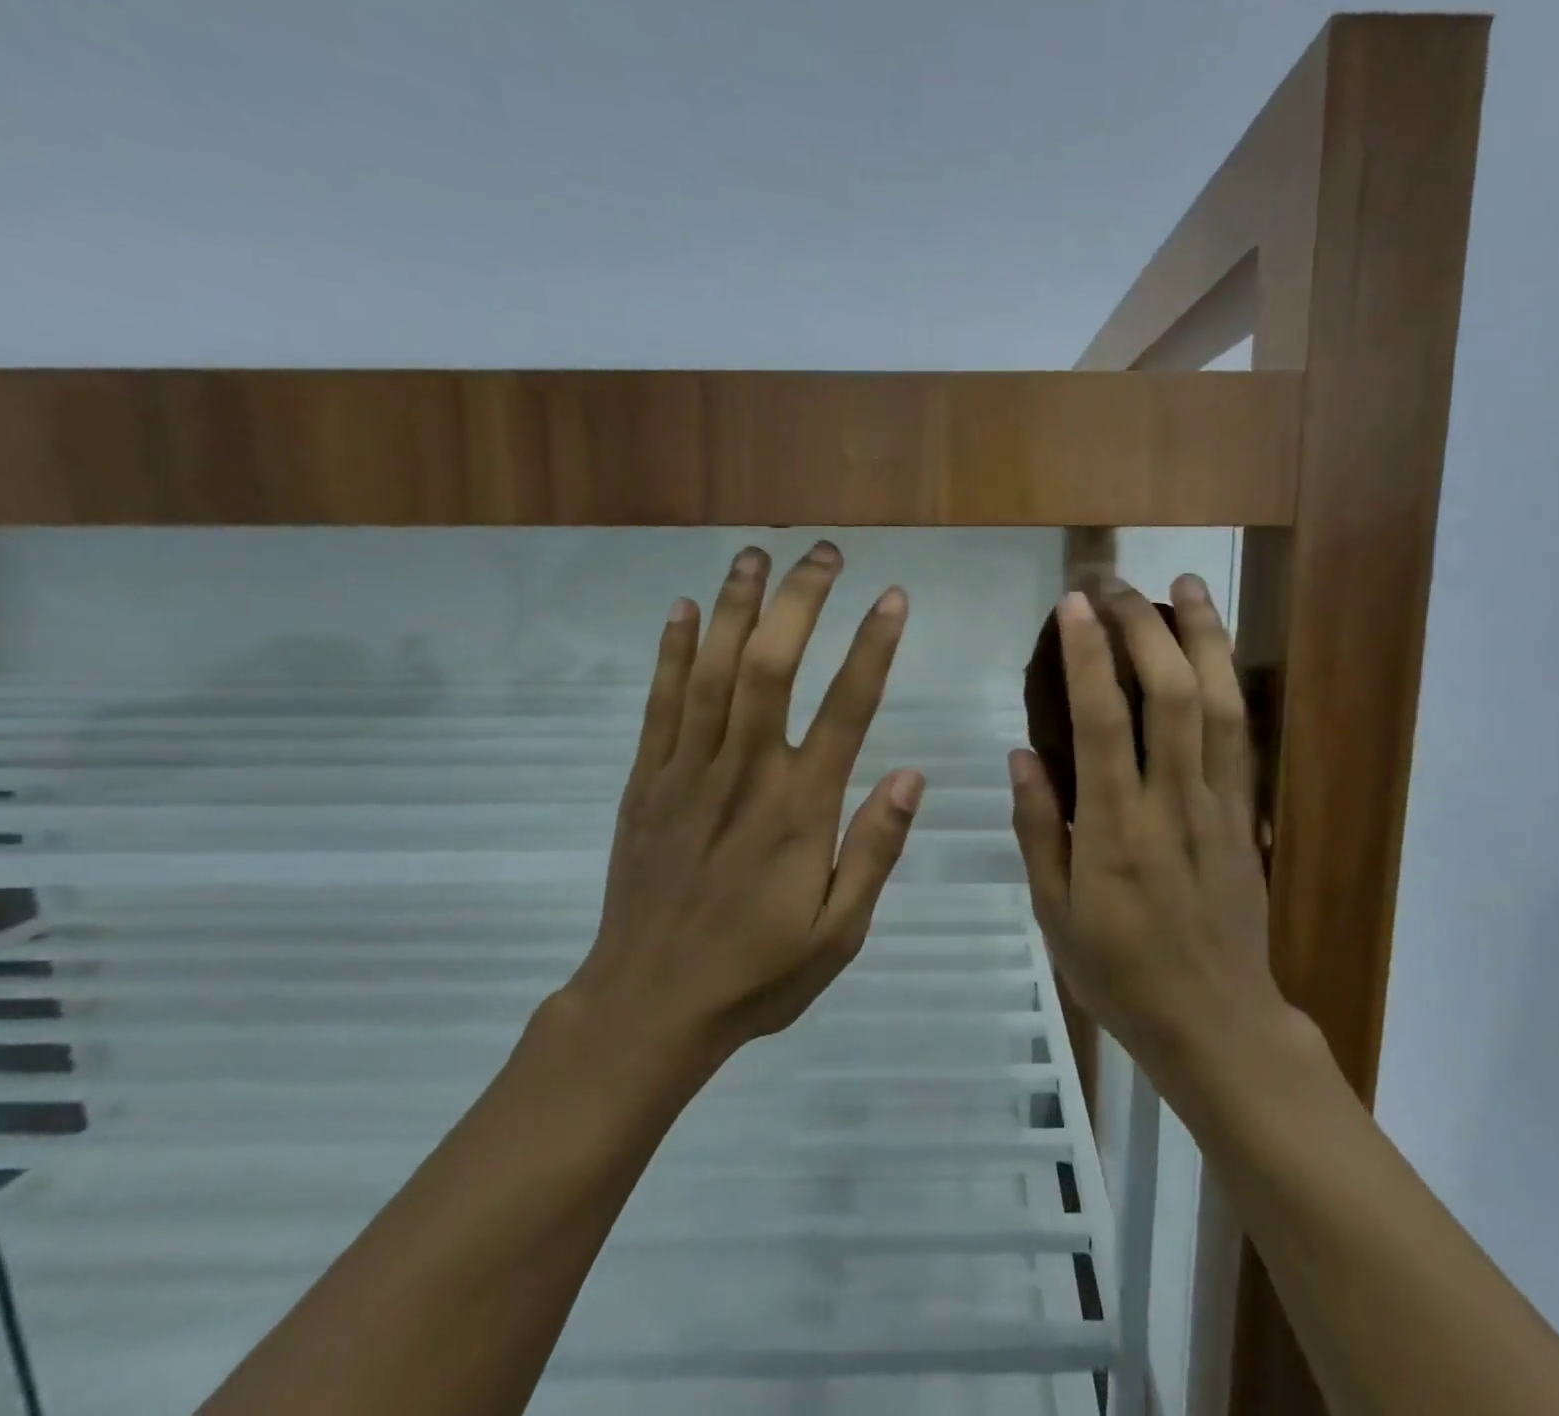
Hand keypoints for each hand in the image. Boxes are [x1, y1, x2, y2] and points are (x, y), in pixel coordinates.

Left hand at [560, 542, 924, 1080]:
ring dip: (734, 605)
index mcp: (799, 810)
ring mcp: (687, 771)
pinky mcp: (646, 781)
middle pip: (771, 666)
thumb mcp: (839, 931)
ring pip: (711, 670)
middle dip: (799, 601)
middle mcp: (744, 774)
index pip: (846, 709)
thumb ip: (875, 850)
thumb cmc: (757, 972)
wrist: (648, 1005)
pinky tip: (682, 610)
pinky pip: (660, 704)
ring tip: (754, 554)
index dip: (872, 647)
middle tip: (824, 553)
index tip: (892, 598)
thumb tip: (911, 774)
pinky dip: (671, 652)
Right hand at [1009, 578, 1287, 1076]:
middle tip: (1113, 582)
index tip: (1073, 605)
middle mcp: (1170, 802)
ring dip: (1202, 636)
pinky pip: (1242, 735)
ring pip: (1218, 703)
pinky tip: (1216, 649)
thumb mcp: (1054, 912)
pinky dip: (1229, 681)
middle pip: (1169, 694)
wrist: (1215, 1020)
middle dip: (1141, 626)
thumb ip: (1037, 828)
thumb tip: (1022, 754)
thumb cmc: (1119, 971)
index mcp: (1113, 829)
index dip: (1088, 655)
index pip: (1102, 721)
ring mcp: (1218, 804)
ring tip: (1184, 583)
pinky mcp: (1246, 814)